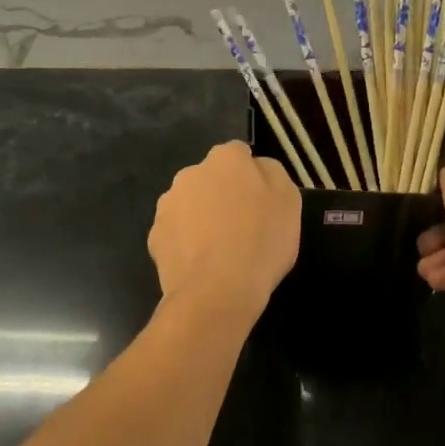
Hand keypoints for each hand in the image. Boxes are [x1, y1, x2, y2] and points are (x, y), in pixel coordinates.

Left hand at [148, 141, 300, 325]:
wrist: (217, 291)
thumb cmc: (261, 242)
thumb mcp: (289, 202)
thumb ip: (273, 174)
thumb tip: (257, 166)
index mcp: (226, 159)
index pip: (239, 154)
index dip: (250, 176)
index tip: (260, 201)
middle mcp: (191, 172)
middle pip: (210, 178)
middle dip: (221, 194)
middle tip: (240, 225)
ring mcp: (168, 203)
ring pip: (189, 204)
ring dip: (201, 216)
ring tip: (218, 249)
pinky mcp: (155, 235)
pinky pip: (175, 232)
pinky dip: (185, 242)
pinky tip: (200, 264)